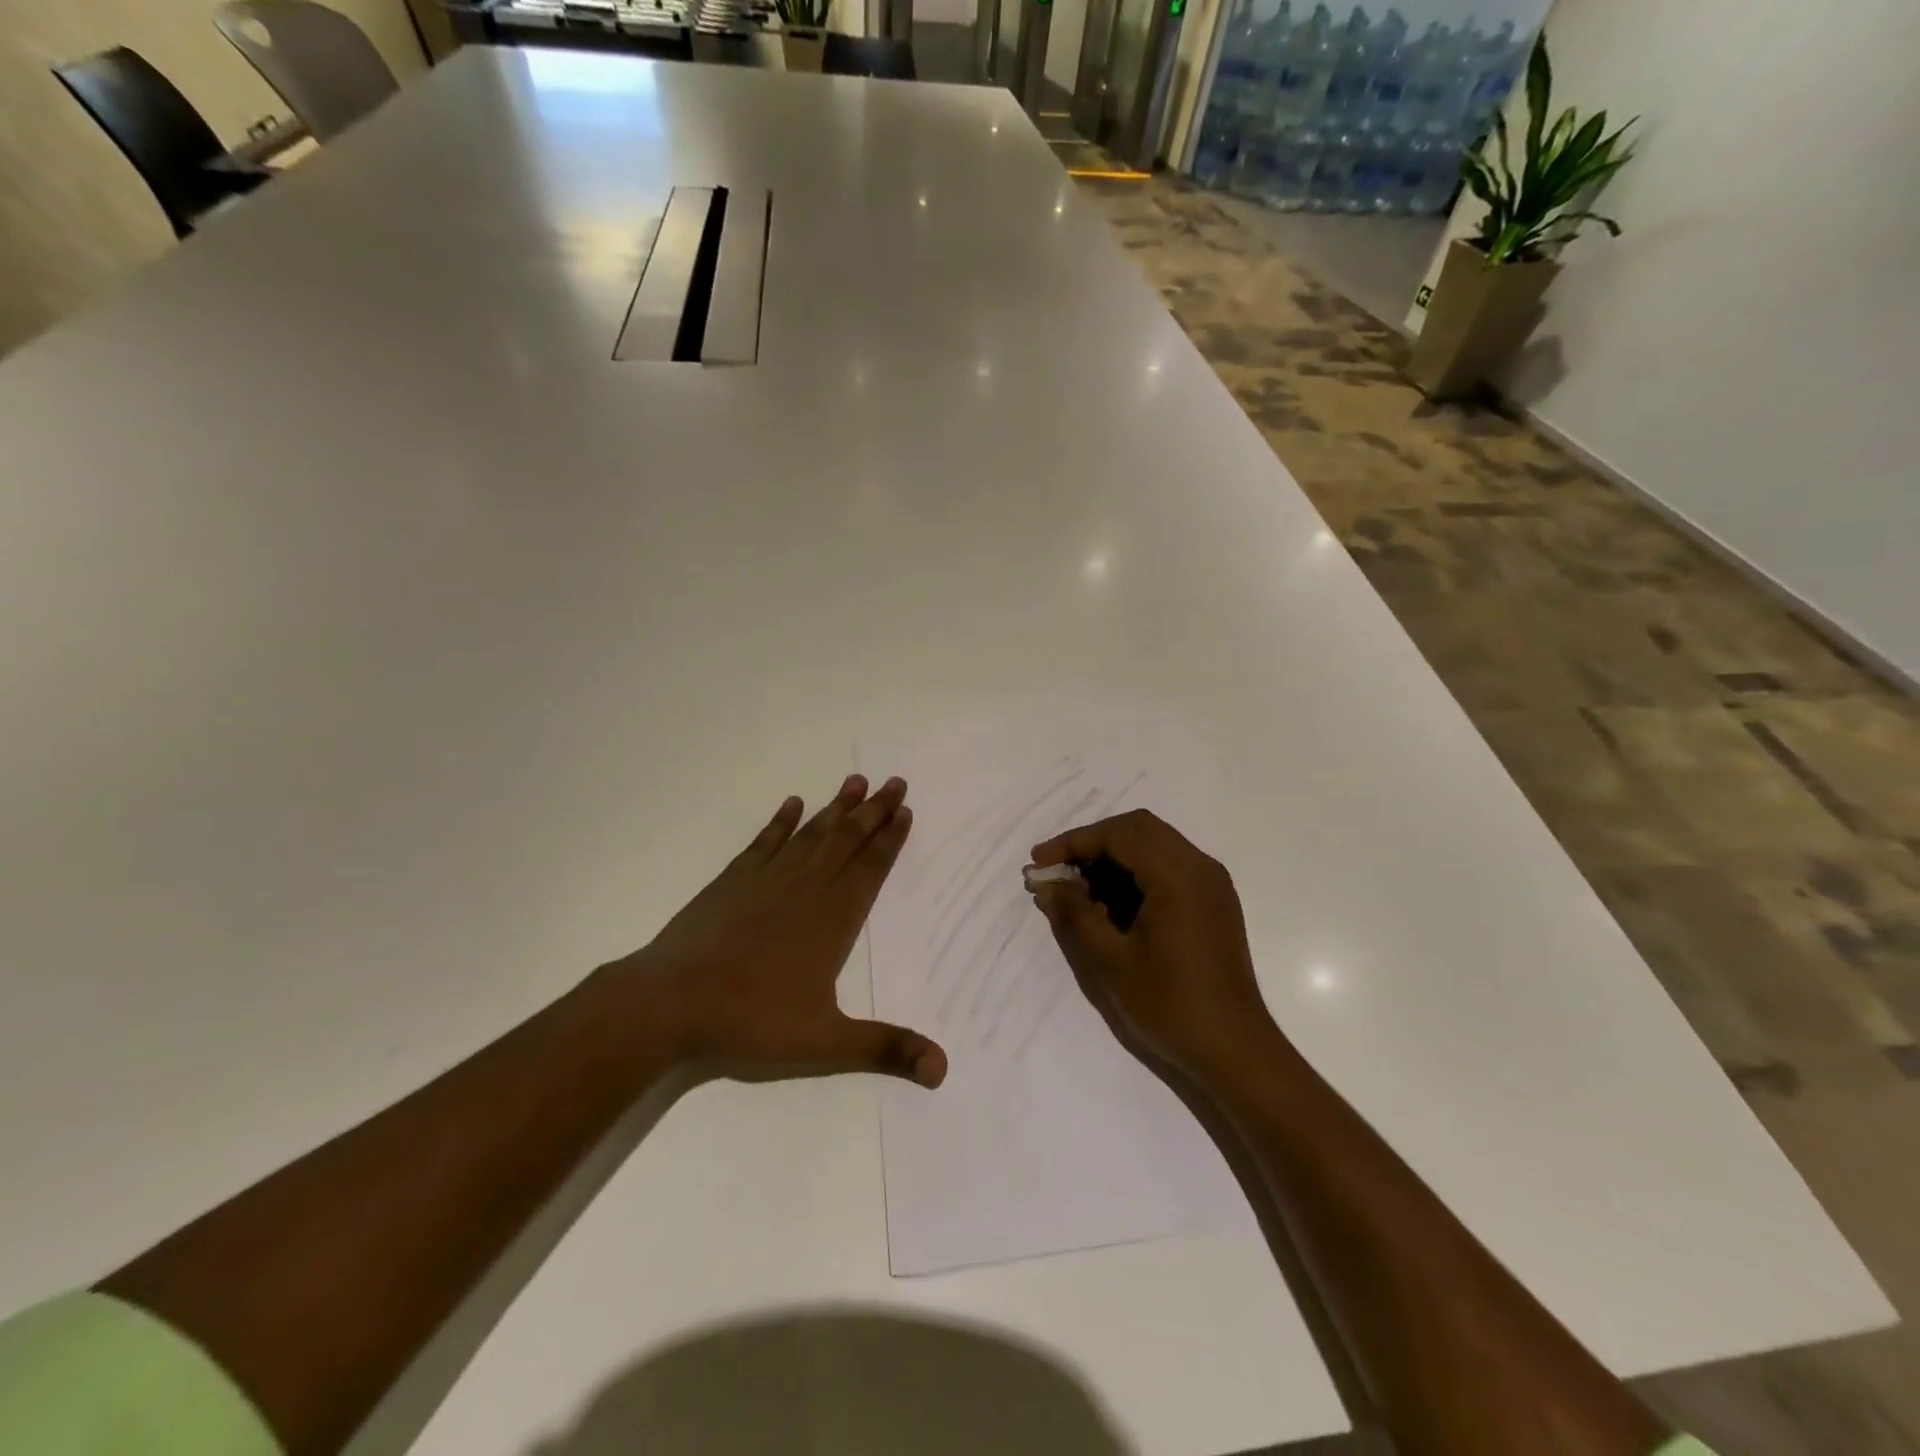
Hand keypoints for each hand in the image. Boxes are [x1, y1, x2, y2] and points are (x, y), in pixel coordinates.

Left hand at [612, 775, 947, 1087]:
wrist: (672, 1002)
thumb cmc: (752, 1019)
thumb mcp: (825, 1042)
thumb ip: (885, 1048)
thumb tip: (944, 1068)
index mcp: (834, 918)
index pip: (871, 867)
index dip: (891, 838)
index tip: (906, 810)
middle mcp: (807, 887)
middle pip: (848, 839)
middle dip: (874, 811)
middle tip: (895, 781)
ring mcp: (768, 878)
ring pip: (812, 833)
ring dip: (837, 807)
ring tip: (856, 781)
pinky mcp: (733, 880)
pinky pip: (765, 841)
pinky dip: (781, 821)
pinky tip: (792, 804)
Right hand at [1029, 809, 1279, 1083]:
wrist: (1235, 1050)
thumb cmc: (1170, 1006)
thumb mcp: (1111, 961)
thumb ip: (1075, 914)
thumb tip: (1046, 884)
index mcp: (1177, 876)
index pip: (1118, 834)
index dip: (1073, 842)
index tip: (1039, 862)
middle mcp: (1200, 867)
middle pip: (1138, 828)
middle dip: (1093, 843)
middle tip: (1058, 870)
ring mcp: (1212, 883)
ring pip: (1154, 844)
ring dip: (1114, 857)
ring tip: (1079, 890)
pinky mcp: (1214, 901)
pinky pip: (1169, 865)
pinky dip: (1136, 872)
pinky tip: (1112, 904)